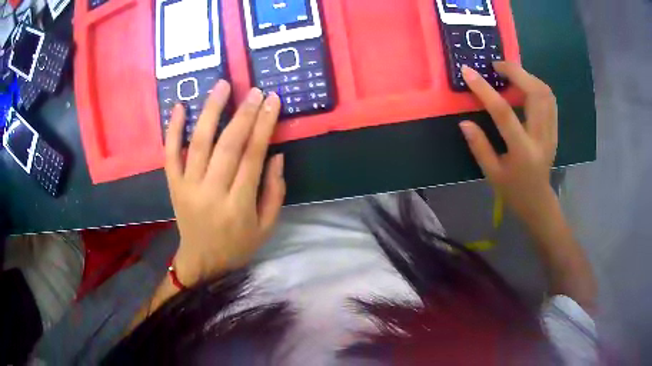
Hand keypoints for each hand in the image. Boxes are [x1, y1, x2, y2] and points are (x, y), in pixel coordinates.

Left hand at [165, 81, 285, 285]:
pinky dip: (173, 130)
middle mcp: (211, 193)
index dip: (264, 125)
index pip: (252, 157)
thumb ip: (275, 191)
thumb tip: (276, 155)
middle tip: (255, 90)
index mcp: (238, 206)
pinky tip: (179, 106)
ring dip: (210, 111)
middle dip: (243, 114)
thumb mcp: (267, 227)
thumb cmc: (238, 246)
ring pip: (198, 143)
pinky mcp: (173, 186)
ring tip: (222, 86)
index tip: (273, 101)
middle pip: (228, 145)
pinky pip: (170, 155)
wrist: (202, 262)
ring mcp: (188, 187)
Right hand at [459, 62, 558, 225]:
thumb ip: (479, 146)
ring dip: (527, 76)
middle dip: (515, 72)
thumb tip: (464, 122)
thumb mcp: (491, 174)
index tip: (468, 72)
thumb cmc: (513, 191)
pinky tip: (523, 85)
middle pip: (535, 93)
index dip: (485, 90)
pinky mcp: (554, 129)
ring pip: (545, 92)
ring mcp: (551, 132)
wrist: (538, 201)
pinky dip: (535, 85)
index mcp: (523, 151)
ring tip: (509, 73)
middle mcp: (541, 137)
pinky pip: (549, 99)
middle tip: (496, 66)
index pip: (504, 113)